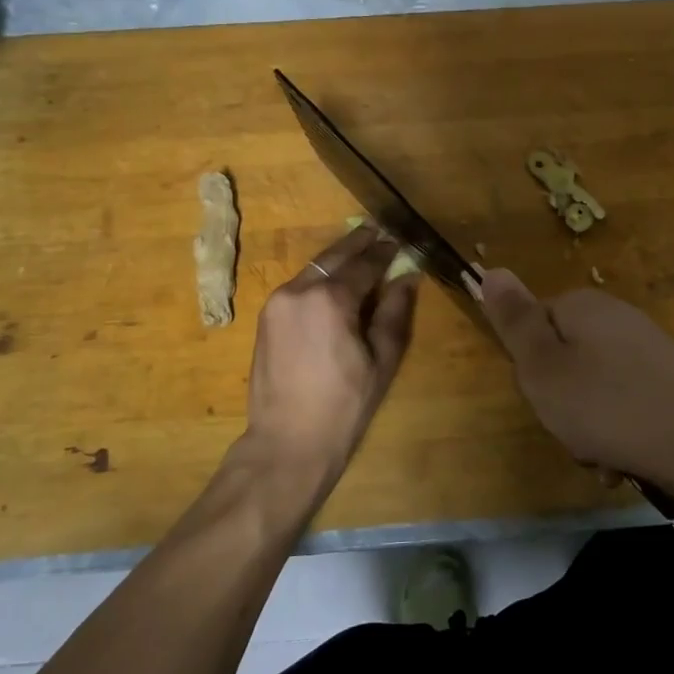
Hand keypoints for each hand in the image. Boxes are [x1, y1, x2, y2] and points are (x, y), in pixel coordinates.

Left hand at [237, 225, 418, 497]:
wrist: (286, 442)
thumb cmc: (344, 406)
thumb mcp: (381, 360)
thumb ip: (394, 313)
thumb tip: (406, 278)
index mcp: (330, 299)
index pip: (364, 264)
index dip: (385, 252)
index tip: (400, 243)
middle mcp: (299, 290)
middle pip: (333, 256)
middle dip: (358, 243)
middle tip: (377, 231)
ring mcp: (277, 303)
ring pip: (313, 268)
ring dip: (337, 259)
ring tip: (359, 252)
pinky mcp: (266, 318)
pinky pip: (298, 286)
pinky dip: (319, 278)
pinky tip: (334, 282)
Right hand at [478, 269, 673, 513]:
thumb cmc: (609, 406)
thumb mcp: (543, 367)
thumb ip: (514, 321)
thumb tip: (490, 269)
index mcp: (582, 306)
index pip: (532, 325)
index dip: (529, 366)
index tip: (542, 396)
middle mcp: (616, 318)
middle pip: (564, 359)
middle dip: (561, 402)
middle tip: (571, 432)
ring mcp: (648, 349)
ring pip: (594, 388)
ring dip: (589, 427)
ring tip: (603, 458)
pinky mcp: (672, 381)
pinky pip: (626, 404)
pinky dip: (620, 433)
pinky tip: (627, 462)